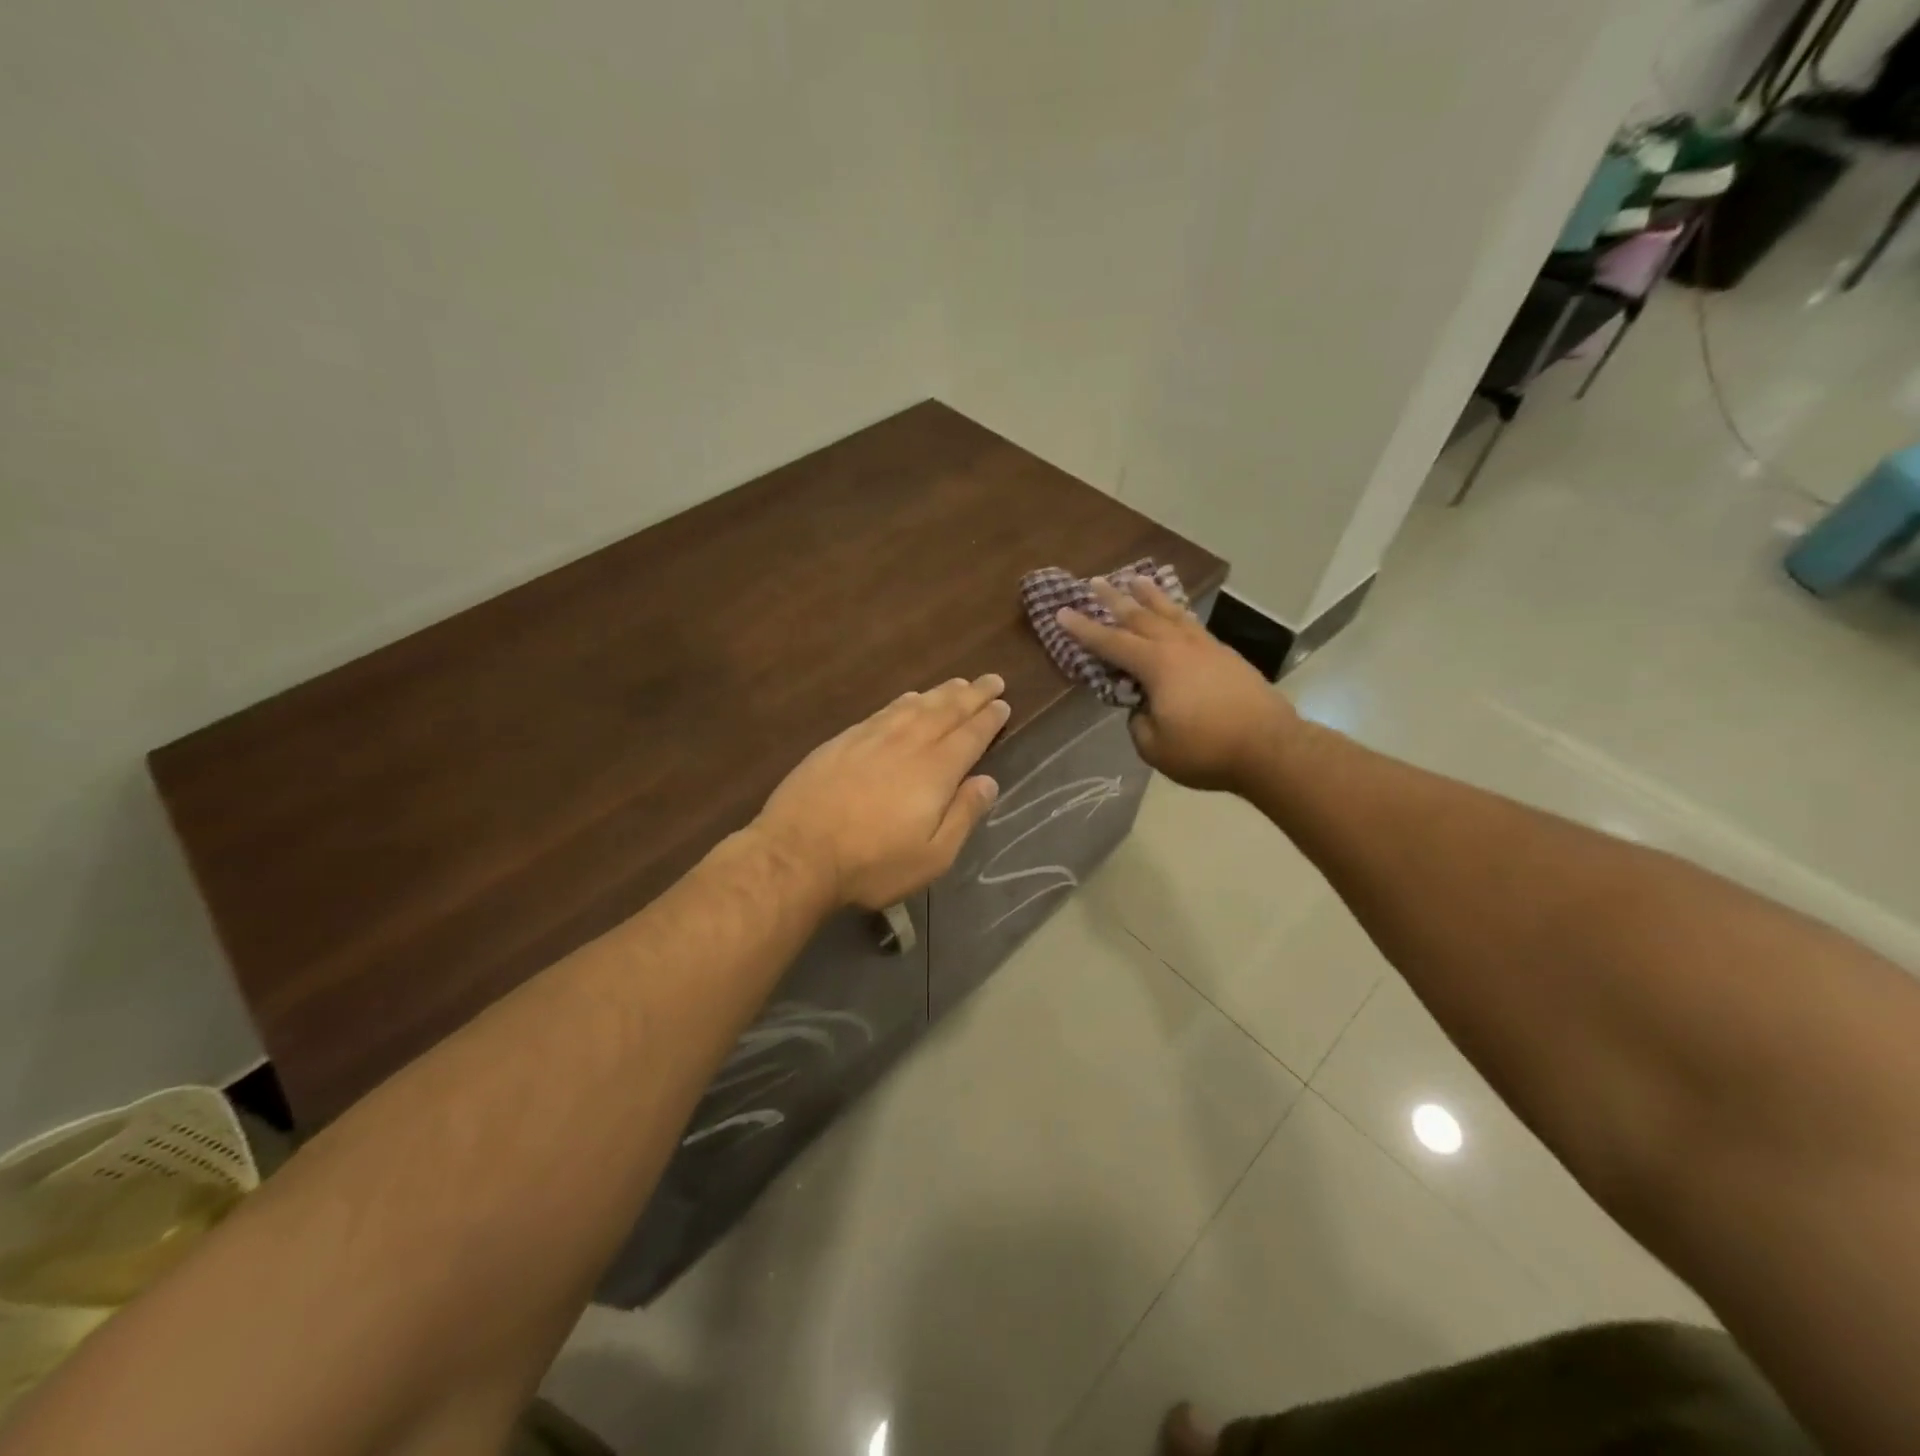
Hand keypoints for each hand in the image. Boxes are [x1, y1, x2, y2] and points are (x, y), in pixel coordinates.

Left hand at [756, 675, 1009, 908]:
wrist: (797, 853)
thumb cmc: (872, 864)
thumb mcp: (932, 857)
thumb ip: (963, 816)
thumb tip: (988, 782)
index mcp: (935, 772)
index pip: (970, 736)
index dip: (989, 719)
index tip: (1003, 704)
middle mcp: (907, 744)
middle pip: (946, 711)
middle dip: (972, 695)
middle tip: (992, 680)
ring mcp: (871, 738)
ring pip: (914, 706)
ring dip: (941, 693)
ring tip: (958, 683)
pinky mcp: (842, 741)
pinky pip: (883, 711)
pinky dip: (903, 701)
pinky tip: (909, 698)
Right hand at [1058, 577, 1296, 792]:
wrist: (1270, 747)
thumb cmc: (1206, 749)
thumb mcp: (1155, 747)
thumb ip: (1138, 723)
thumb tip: (1142, 708)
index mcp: (1156, 665)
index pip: (1111, 643)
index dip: (1083, 629)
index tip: (1062, 612)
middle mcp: (1179, 646)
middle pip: (1140, 616)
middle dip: (1114, 599)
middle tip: (1094, 581)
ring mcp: (1206, 647)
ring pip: (1171, 613)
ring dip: (1150, 596)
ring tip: (1137, 579)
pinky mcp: (1226, 656)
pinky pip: (1192, 624)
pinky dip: (1177, 612)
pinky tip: (1176, 613)